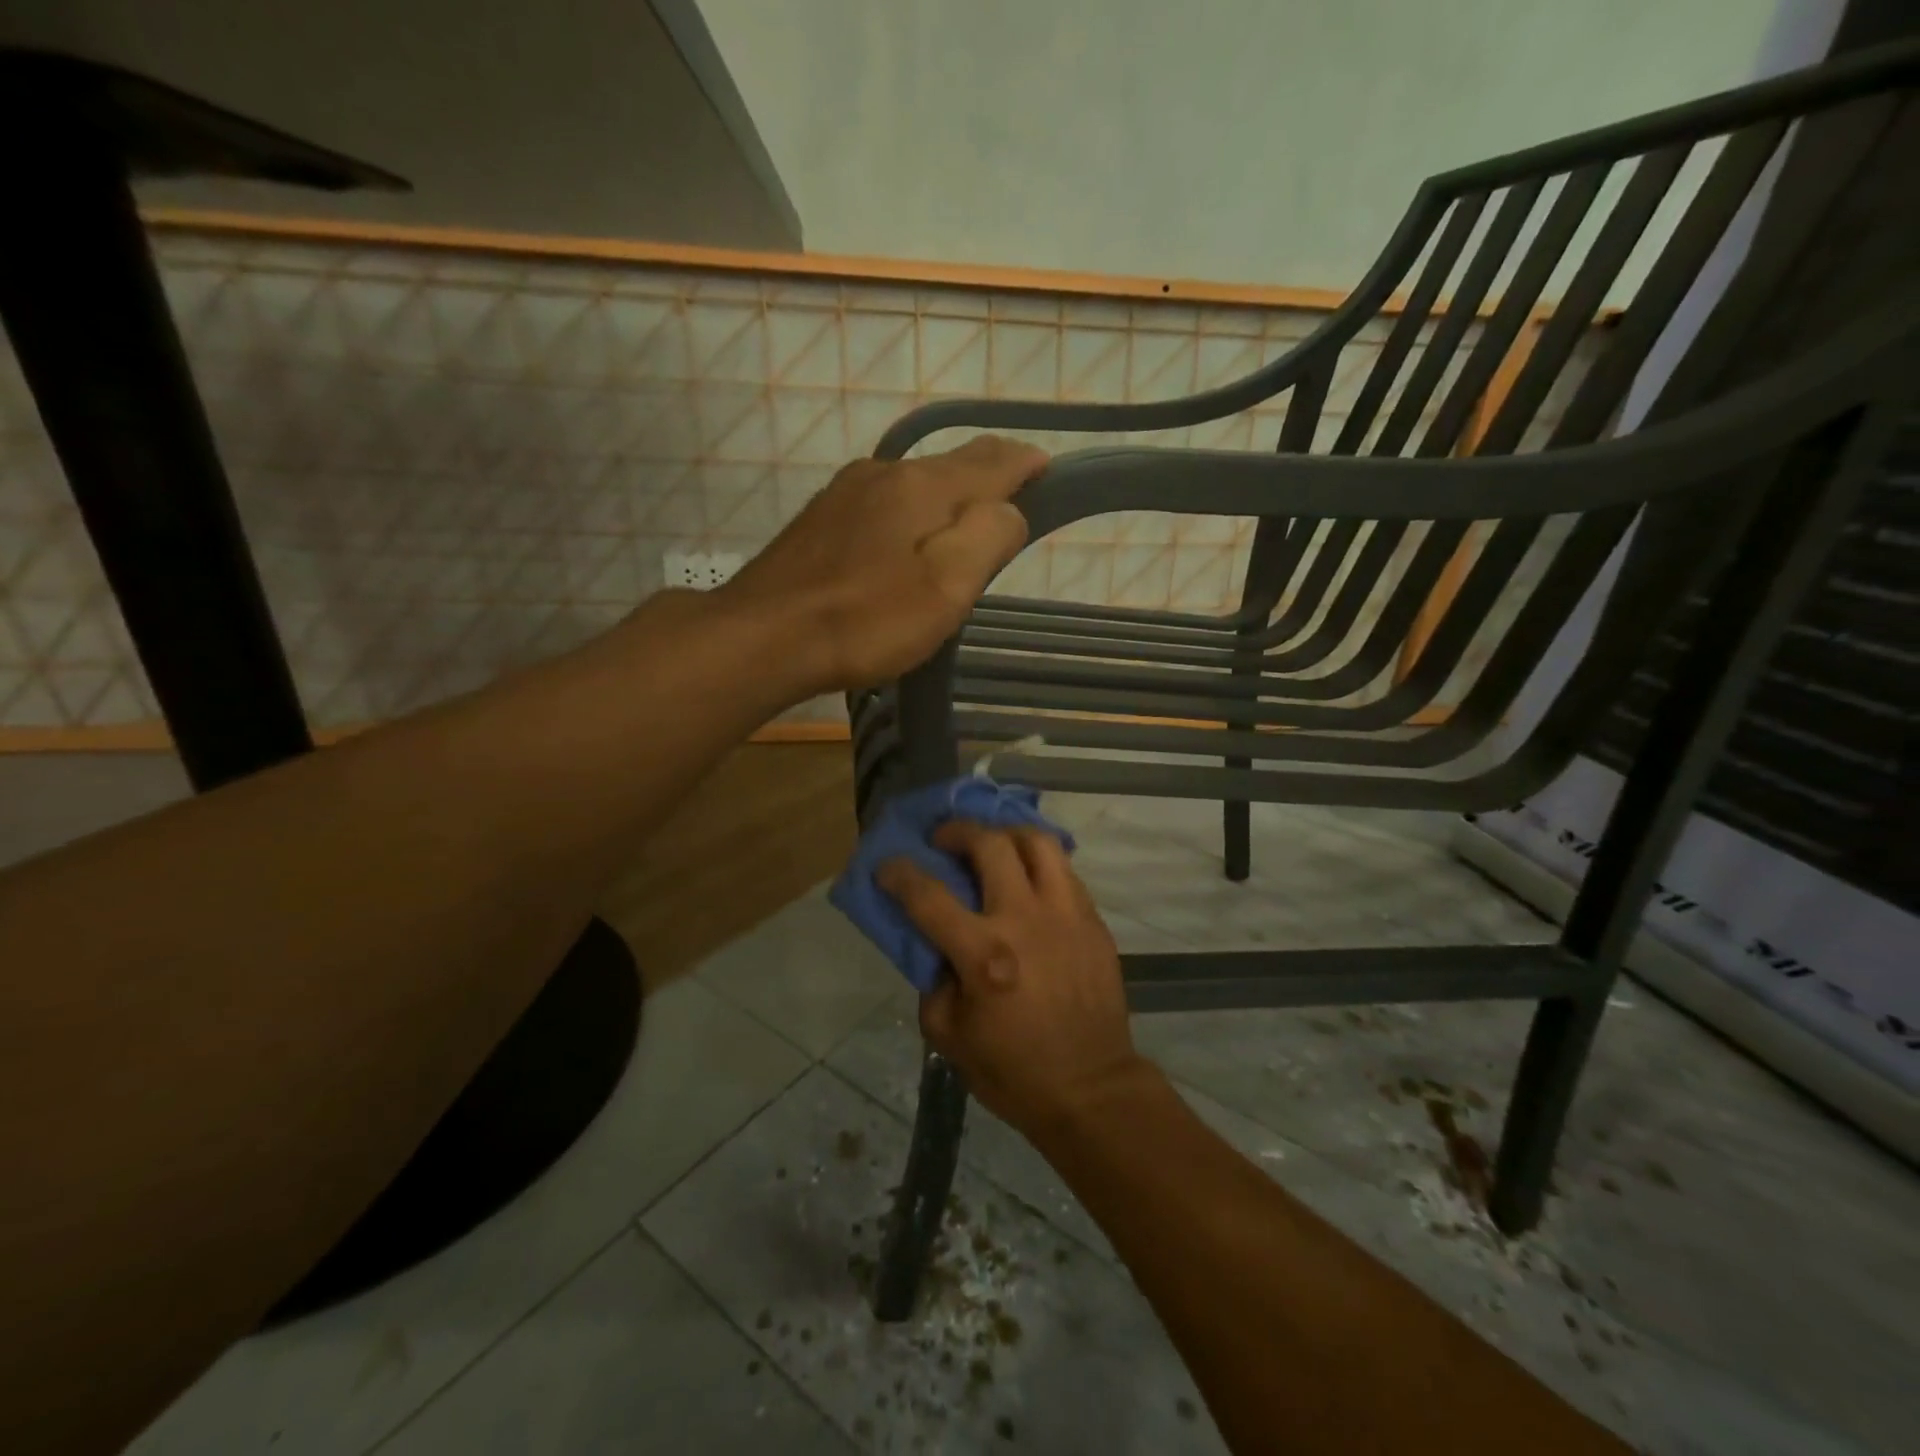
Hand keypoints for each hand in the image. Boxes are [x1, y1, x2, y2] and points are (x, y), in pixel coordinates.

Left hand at [720, 436, 1045, 690]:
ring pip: (914, 484)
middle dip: (988, 481)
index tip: (1051, 474)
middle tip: (1012, 511)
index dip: (1028, 464)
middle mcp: (885, 472)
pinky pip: (883, 505)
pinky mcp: (820, 520)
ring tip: (962, 531)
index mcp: (923, 484)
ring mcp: (845, 493)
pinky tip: (904, 546)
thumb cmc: (865, 618)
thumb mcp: (946, 585)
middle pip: (952, 466)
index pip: (993, 458)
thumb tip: (1009, 509)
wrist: (763, 637)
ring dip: (946, 499)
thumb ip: (989, 536)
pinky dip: (909, 517)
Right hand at [877, 821, 1148, 1138]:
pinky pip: (1064, 870)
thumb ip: (933, 983)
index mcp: (984, 956)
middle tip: (944, 839)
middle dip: (957, 831)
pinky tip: (1027, 877)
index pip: (929, 897)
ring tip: (993, 844)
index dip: (900, 874)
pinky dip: (1039, 863)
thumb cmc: (1014, 1071)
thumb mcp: (949, 1037)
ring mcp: (1065, 915)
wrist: (1091, 1088)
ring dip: (1006, 834)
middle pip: (989, 846)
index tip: (888, 865)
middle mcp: (1025, 922)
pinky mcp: (1092, 921)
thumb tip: (937, 946)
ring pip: (1038, 842)